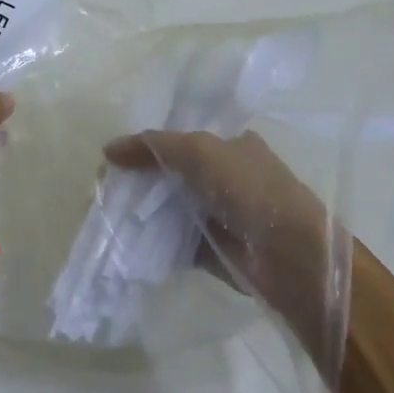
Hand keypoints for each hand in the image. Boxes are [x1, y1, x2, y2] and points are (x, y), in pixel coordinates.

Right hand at [105, 130, 341, 373]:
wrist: (289, 254)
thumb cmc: (249, 189)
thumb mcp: (200, 151)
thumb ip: (153, 146)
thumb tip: (108, 150)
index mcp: (229, 145)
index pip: (179, 139)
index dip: (145, 146)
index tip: (112, 159)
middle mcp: (224, 177)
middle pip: (170, 174)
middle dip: (138, 180)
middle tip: (104, 189)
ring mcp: (218, 214)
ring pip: (169, 208)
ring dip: (141, 212)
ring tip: (105, 215)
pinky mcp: (212, 248)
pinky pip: (174, 241)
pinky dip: (152, 242)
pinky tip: (124, 241)